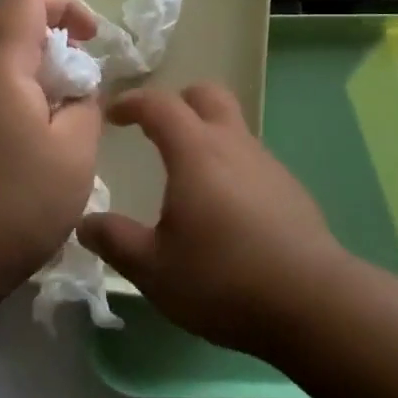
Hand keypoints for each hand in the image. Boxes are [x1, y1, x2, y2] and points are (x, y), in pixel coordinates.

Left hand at [0, 0, 102, 318]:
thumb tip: (80, 94)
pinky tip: (35, 144)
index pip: (26, 0)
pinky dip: (17, 100)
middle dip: (53, 41)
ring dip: (36, 74)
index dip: (66, 5)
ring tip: (64, 115)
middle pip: (8, 28)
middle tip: (82, 78)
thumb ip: (86, 109)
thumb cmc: (11, 205)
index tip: (95, 39)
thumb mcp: (74, 156)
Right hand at [77, 84, 344, 356]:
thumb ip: (116, 241)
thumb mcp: (154, 269)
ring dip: (206, 134)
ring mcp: (267, 164)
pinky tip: (225, 209)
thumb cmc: (223, 279)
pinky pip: (251, 158)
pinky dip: (230, 164)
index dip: (131, 102)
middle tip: (156, 129)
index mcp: (196, 152)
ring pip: (233, 126)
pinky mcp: (290, 188)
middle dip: (178, 101)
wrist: (312, 302)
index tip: (113, 114)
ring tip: (187, 177)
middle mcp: (233, 144)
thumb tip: (85, 223)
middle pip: (207, 95)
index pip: (159, 105)